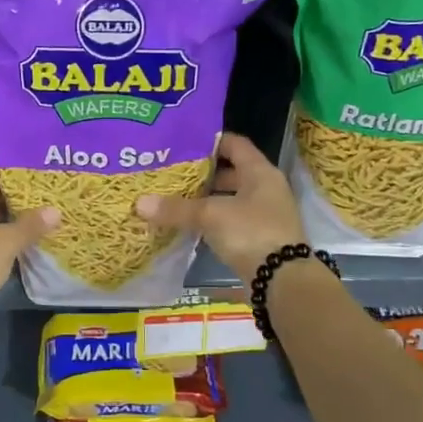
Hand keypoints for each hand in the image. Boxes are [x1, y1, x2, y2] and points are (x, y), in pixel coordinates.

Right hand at [135, 131, 303, 284]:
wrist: (282, 280)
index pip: (235, 144)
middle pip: (231, 172)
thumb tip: (140, 203)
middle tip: (172, 172)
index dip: (210, 141)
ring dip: (206, 199)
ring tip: (175, 198)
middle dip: (203, 173)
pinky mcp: (259, 238)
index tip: (182, 143)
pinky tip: (189, 225)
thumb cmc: (250, 233)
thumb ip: (176, 208)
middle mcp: (266, 189)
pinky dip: (212, 220)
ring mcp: (264, 215)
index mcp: (260, 172)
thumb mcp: (210, 216)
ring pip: (230, 198)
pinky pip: (231, 221)